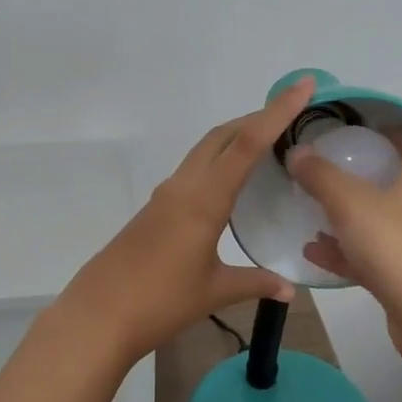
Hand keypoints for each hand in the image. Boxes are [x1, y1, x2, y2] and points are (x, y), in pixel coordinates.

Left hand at [54, 76, 317, 364]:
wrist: (98, 316)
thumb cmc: (160, 302)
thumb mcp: (215, 291)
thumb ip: (255, 283)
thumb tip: (290, 291)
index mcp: (203, 200)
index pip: (246, 144)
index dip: (277, 112)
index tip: (302, 86)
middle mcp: (183, 187)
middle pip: (222, 136)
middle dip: (257, 118)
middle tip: (291, 115)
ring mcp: (165, 196)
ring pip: (204, 151)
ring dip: (235, 139)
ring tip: (268, 144)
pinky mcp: (154, 209)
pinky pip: (193, 171)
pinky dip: (218, 162)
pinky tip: (231, 183)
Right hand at [287, 132, 401, 361]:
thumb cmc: (399, 248)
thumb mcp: (351, 204)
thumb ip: (321, 177)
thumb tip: (297, 151)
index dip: (394, 134)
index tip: (361, 135)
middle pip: (400, 185)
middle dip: (365, 180)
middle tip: (329, 177)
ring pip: (384, 225)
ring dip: (351, 221)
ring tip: (313, 219)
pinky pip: (376, 259)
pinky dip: (348, 254)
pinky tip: (315, 255)